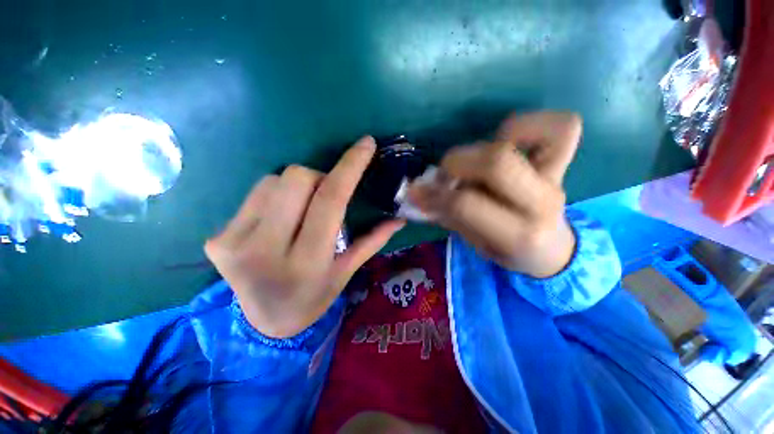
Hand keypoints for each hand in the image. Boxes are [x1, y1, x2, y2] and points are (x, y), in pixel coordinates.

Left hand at [205, 137, 404, 337]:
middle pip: (296, 178)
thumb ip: (373, 241)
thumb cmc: (314, 296)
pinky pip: (255, 194)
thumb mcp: (346, 271)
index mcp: (307, 262)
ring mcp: (234, 242)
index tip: (365, 144)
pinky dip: (275, 197)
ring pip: (274, 180)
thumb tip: (400, 218)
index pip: (330, 200)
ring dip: (296, 187)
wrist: (265, 322)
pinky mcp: (216, 238)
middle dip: (318, 178)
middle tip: (324, 198)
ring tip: (301, 212)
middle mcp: (266, 250)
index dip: (349, 167)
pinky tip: (279, 219)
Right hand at [409, 112, 580, 277]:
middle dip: (456, 162)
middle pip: (496, 162)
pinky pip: (560, 126)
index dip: (435, 195)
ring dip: (485, 143)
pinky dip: (526, 125)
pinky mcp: (563, 161)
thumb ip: (447, 217)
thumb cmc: (508, 251)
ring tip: (473, 162)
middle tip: (444, 175)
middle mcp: (542, 203)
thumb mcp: (474, 244)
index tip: (416, 193)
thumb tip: (417, 194)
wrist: (552, 249)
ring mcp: (556, 177)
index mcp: (518, 235)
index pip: (466, 204)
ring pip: (523, 135)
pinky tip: (506, 141)